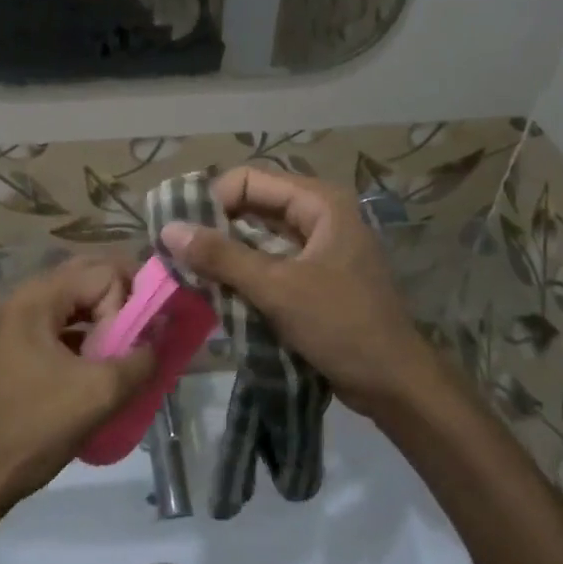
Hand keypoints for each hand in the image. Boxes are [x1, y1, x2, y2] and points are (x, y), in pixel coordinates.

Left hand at [0, 259, 155, 513]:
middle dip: (121, 302)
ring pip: (74, 303)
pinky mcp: (16, 349)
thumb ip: (140, 358)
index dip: (128, 304)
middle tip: (142, 335)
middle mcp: (24, 300)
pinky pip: (61, 326)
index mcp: (38, 299)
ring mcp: (16, 324)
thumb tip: (161, 335)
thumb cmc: (34, 428)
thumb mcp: (99, 394)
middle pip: (87, 278)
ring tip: (123, 354)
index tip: (132, 344)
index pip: (104, 273)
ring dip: (104, 321)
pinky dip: (86, 337)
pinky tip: (99, 366)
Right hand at [159, 167, 438, 420]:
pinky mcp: (314, 276)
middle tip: (178, 254)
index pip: (249, 180)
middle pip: (253, 205)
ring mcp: (318, 246)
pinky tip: (217, 291)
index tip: (184, 234)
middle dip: (215, 227)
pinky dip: (243, 272)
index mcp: (319, 203)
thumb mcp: (277, 288)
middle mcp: (319, 214)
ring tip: (190, 273)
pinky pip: (269, 262)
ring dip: (226, 253)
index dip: (213, 201)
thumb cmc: (341, 325)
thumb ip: (222, 257)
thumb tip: (168, 230)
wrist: (394, 383)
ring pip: (259, 236)